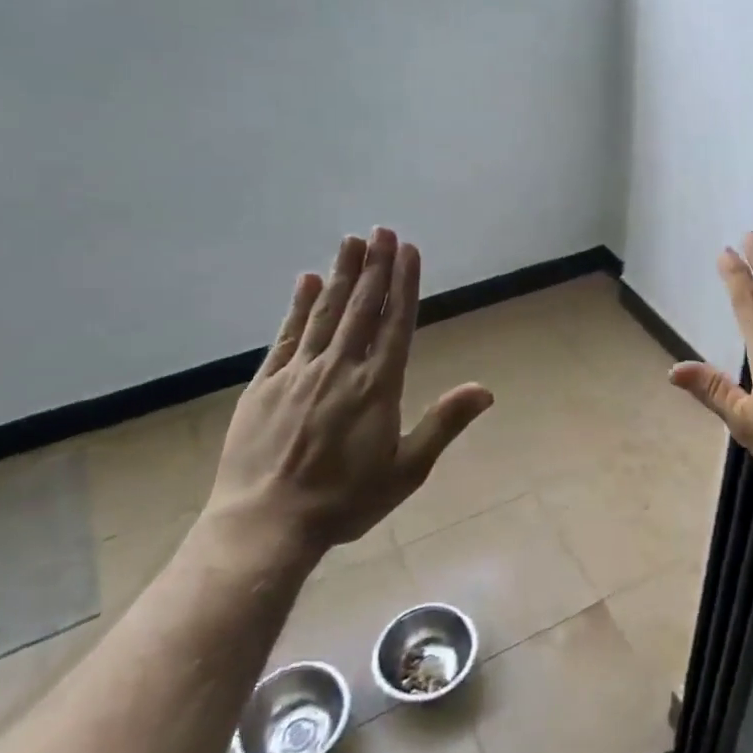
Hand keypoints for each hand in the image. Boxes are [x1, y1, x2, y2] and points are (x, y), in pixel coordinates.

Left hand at [209, 228, 493, 552]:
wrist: (267, 522)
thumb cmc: (344, 501)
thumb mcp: (407, 470)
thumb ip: (444, 424)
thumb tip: (485, 389)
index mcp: (377, 387)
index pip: (396, 323)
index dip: (404, 284)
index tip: (408, 250)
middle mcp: (340, 368)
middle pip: (361, 307)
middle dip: (374, 266)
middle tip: (381, 229)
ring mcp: (299, 372)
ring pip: (326, 312)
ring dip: (341, 274)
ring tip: (351, 241)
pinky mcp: (266, 383)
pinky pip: (287, 334)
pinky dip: (298, 305)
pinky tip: (306, 281)